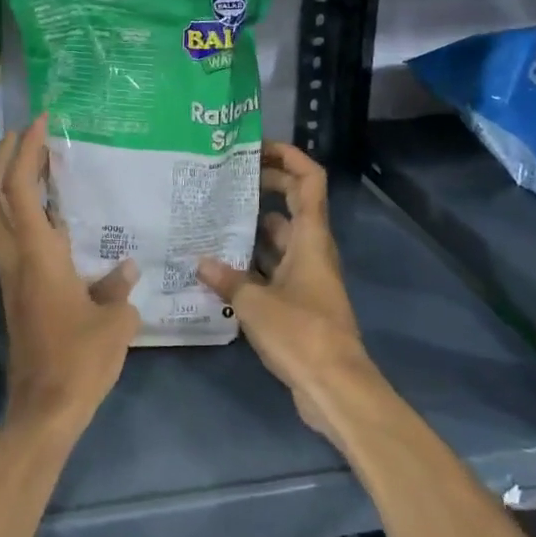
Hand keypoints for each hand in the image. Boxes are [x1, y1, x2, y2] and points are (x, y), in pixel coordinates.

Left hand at [0, 115, 139, 441]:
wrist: (44, 410)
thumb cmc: (79, 362)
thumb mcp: (115, 322)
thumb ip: (119, 288)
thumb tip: (125, 269)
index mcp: (37, 255)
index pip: (18, 188)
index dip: (25, 150)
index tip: (40, 122)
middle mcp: (14, 257)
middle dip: (0, 157)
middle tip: (26, 133)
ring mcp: (10, 274)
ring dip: (6, 181)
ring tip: (39, 162)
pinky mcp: (16, 289)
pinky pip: (10, 235)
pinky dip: (21, 209)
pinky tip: (53, 212)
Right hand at [197, 142, 383, 448]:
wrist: (335, 388)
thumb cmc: (302, 334)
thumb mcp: (256, 303)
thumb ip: (227, 279)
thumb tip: (200, 262)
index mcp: (311, 238)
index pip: (309, 181)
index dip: (289, 157)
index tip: (257, 148)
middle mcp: (311, 250)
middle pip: (293, 204)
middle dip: (265, 186)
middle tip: (226, 179)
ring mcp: (305, 276)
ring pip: (279, 238)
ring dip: (252, 227)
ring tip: (212, 217)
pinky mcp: (298, 301)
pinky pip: (272, 268)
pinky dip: (251, 262)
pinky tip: (219, 265)